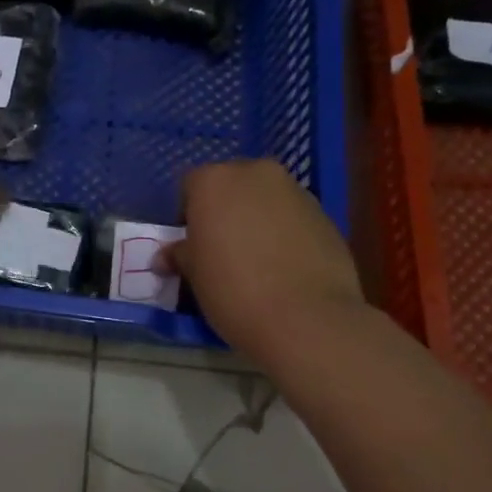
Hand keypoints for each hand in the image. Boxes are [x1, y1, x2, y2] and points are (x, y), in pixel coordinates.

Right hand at [162, 159, 363, 357]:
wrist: (306, 318)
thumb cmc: (233, 289)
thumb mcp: (193, 275)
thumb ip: (179, 255)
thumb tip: (165, 257)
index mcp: (214, 181)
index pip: (191, 186)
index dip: (187, 215)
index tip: (191, 244)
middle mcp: (256, 174)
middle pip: (231, 185)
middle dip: (224, 210)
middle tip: (220, 248)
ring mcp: (296, 191)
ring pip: (265, 199)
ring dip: (256, 219)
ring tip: (255, 260)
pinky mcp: (325, 214)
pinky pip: (292, 217)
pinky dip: (284, 233)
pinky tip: (282, 267)